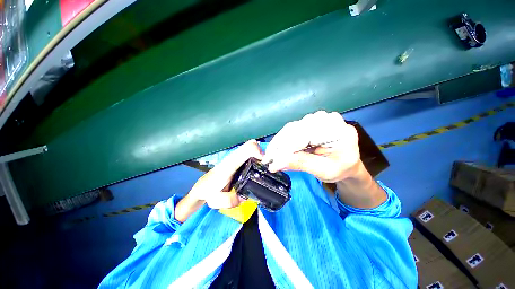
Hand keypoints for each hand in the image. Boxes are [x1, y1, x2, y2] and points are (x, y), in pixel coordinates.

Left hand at [175, 140, 262, 221]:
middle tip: (266, 165)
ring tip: (263, 166)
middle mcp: (233, 157)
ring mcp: (235, 156)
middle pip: (251, 144)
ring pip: (251, 146)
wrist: (203, 186)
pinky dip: (256, 154)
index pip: (247, 150)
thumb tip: (244, 197)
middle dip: (262, 152)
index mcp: (230, 164)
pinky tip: (257, 164)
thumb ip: (229, 200)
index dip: (259, 153)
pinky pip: (249, 151)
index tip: (265, 164)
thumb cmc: (209, 192)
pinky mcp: (237, 158)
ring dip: (259, 153)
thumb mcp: (216, 200)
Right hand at [263, 111, 359, 182]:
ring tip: (270, 155)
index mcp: (337, 130)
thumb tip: (277, 163)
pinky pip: (292, 130)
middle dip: (280, 146)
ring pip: (291, 128)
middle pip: (296, 129)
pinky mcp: (309, 122)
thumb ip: (302, 164)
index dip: (286, 148)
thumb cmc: (340, 168)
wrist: (345, 163)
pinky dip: (283, 141)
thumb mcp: (324, 171)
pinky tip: (277, 149)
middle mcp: (326, 119)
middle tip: (267, 159)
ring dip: (279, 143)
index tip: (271, 161)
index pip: (306, 136)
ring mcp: (317, 118)